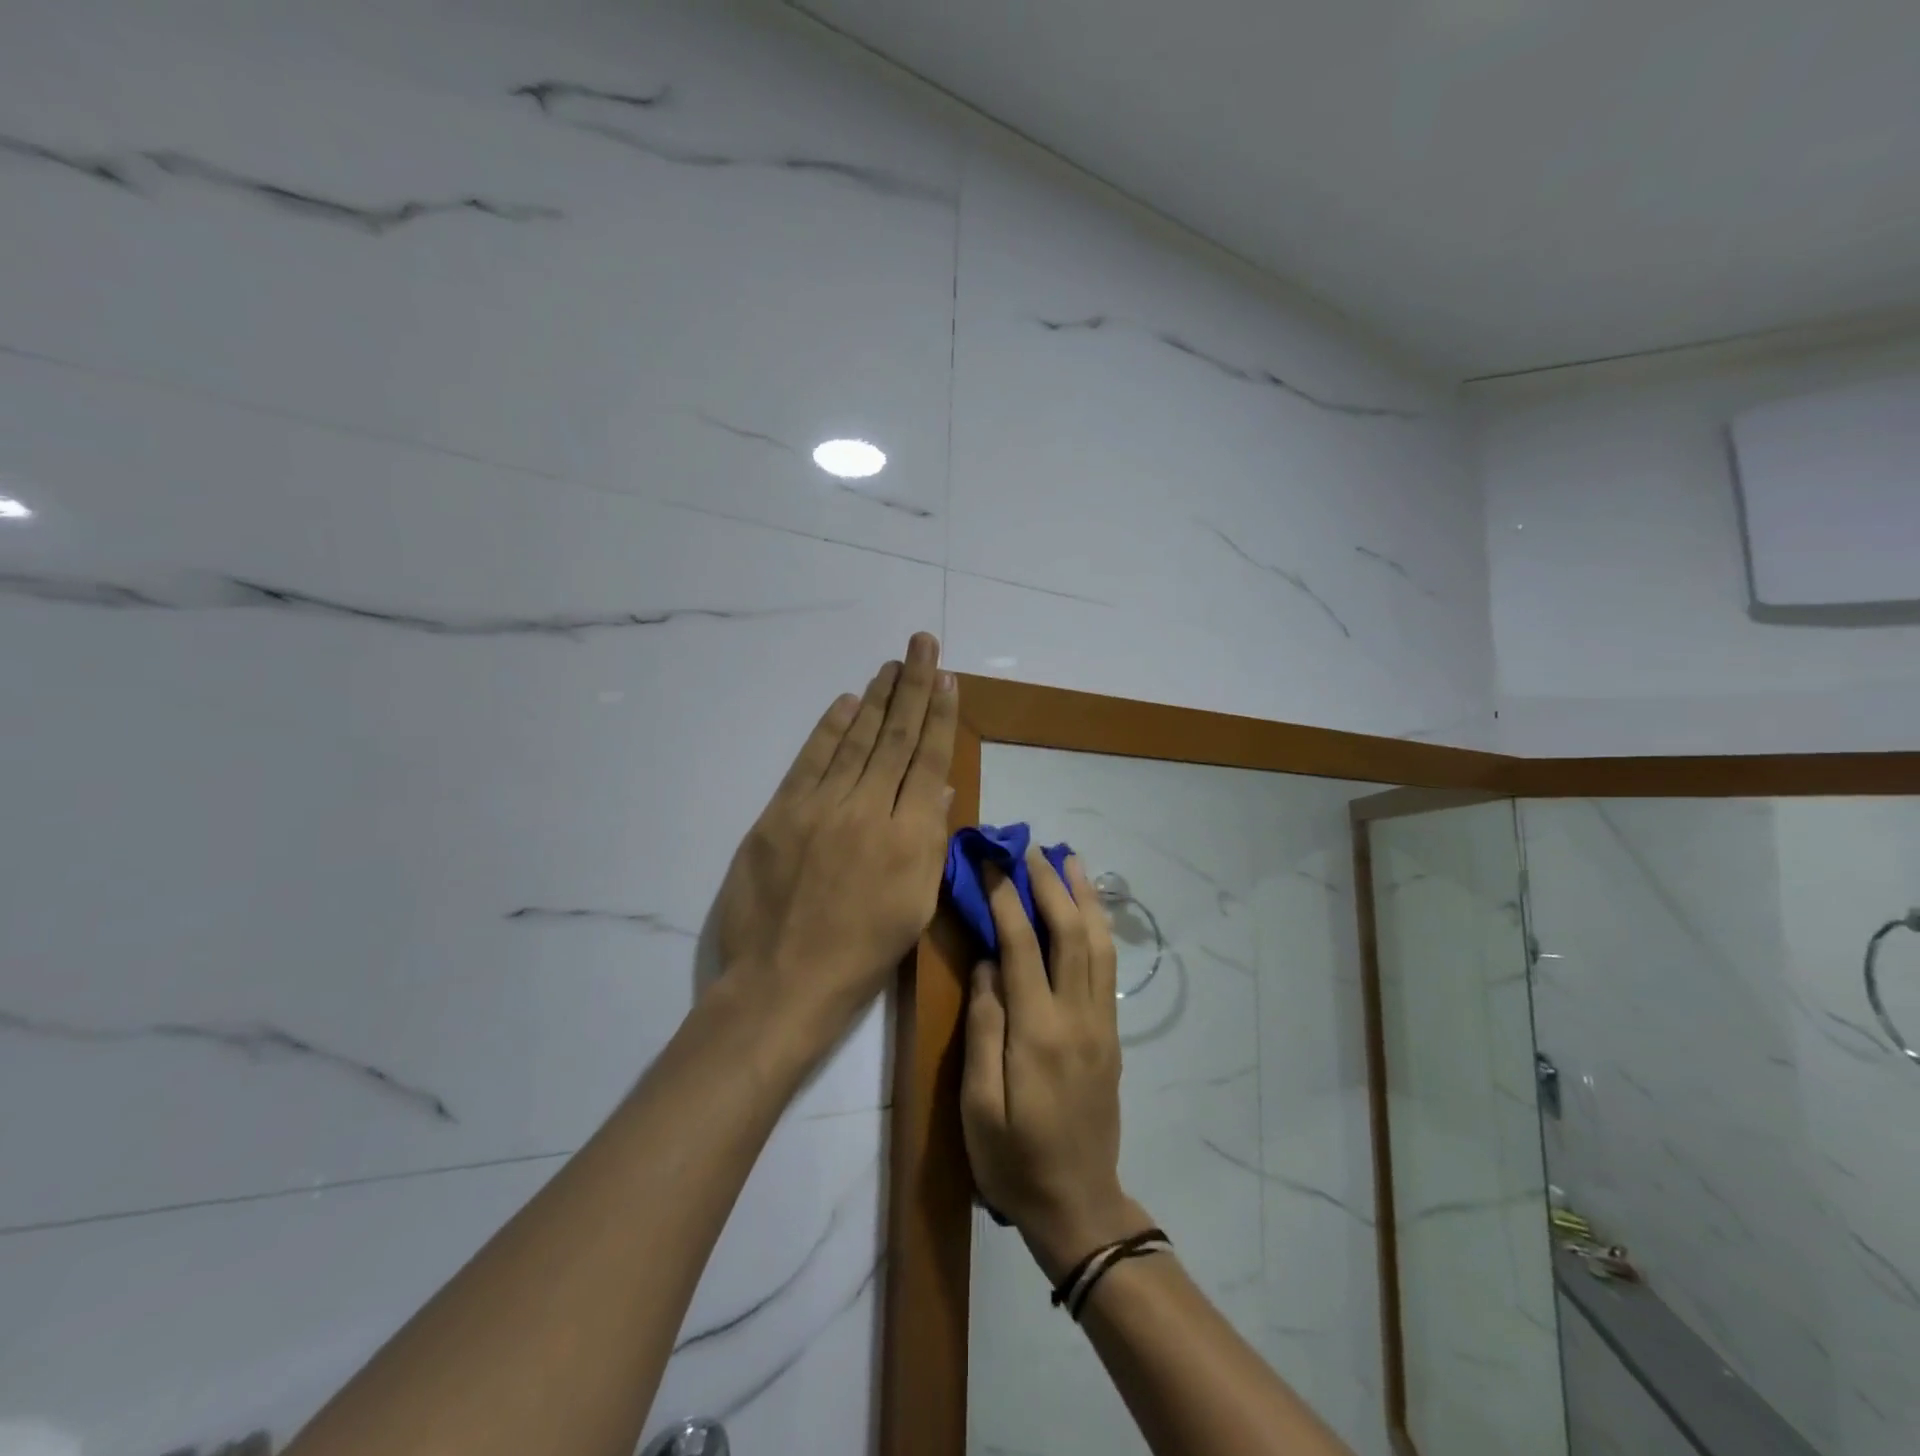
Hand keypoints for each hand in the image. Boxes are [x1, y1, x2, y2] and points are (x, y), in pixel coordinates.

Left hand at [709, 632, 956, 1053]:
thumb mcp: (916, 906)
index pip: (928, 760)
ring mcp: (821, 807)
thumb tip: (939, 788)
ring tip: (892, 664)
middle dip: (912, 687)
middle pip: (894, 738)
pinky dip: (830, 728)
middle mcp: (869, 810)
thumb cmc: (863, 954)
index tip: (946, 677)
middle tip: (922, 644)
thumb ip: (930, 841)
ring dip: (876, 699)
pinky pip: (811, 760)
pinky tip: (847, 702)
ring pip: (855, 741)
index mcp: (909, 837)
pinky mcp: (781, 812)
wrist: (784, 981)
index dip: (939, 715)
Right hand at [961, 845, 1151, 1279]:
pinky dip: (1099, 926)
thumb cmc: (1014, 1160)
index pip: (1023, 946)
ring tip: (1070, 858)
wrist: (1079, 1205)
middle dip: (1050, 884)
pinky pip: (1107, 966)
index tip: (992, 864)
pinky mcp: (1110, 1034)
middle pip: (1070, 933)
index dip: (1007, 899)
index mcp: (1038, 1032)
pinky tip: (1089, 909)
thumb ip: (983, 1028)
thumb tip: (989, 965)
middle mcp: (1077, 1017)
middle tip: (1030, 847)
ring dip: (1084, 896)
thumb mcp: (978, 1106)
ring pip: (1098, 943)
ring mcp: (1101, 1024)